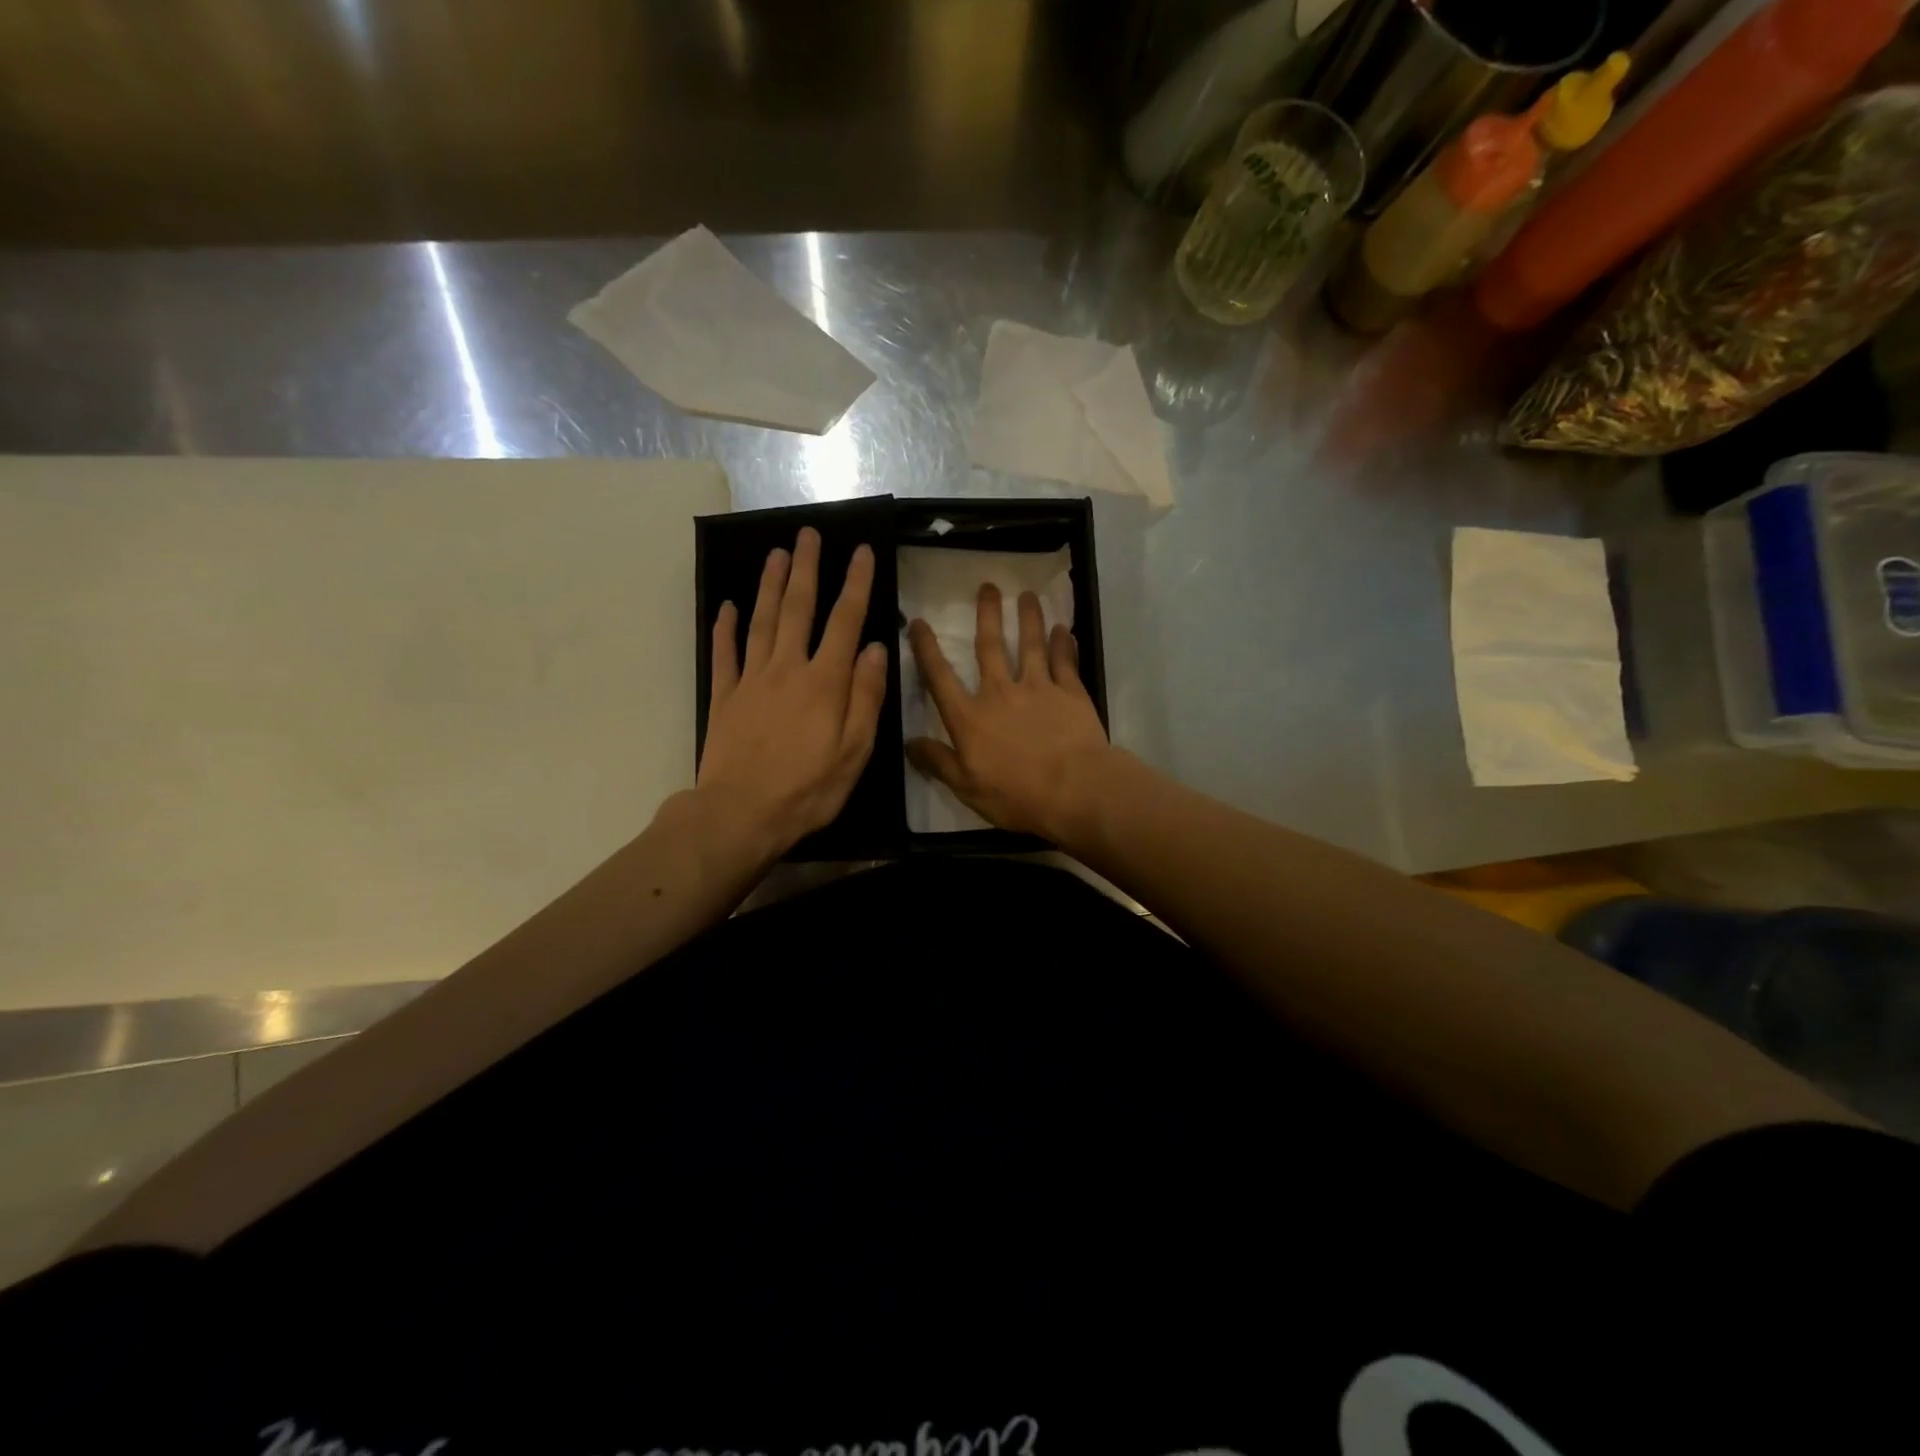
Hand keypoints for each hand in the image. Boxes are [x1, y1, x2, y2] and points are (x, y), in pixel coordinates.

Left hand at [699, 528, 888, 857]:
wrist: (740, 814)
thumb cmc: (808, 789)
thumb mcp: (854, 751)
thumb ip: (866, 697)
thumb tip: (873, 648)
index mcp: (824, 682)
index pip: (845, 622)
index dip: (855, 584)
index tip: (861, 551)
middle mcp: (787, 669)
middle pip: (797, 609)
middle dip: (805, 569)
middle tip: (807, 534)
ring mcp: (751, 680)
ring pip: (760, 622)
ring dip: (768, 585)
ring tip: (775, 554)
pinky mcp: (724, 697)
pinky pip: (724, 654)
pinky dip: (725, 627)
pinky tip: (727, 606)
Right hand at [906, 584, 1112, 841]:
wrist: (1074, 790)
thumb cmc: (1015, 794)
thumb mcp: (966, 787)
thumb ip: (938, 761)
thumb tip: (908, 743)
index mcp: (969, 717)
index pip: (940, 678)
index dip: (927, 649)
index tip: (918, 622)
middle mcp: (1000, 693)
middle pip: (989, 647)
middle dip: (986, 615)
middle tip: (987, 586)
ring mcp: (1038, 688)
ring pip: (1030, 644)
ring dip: (1028, 618)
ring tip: (1027, 595)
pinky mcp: (1071, 693)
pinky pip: (1065, 661)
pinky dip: (1064, 644)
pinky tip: (1065, 629)